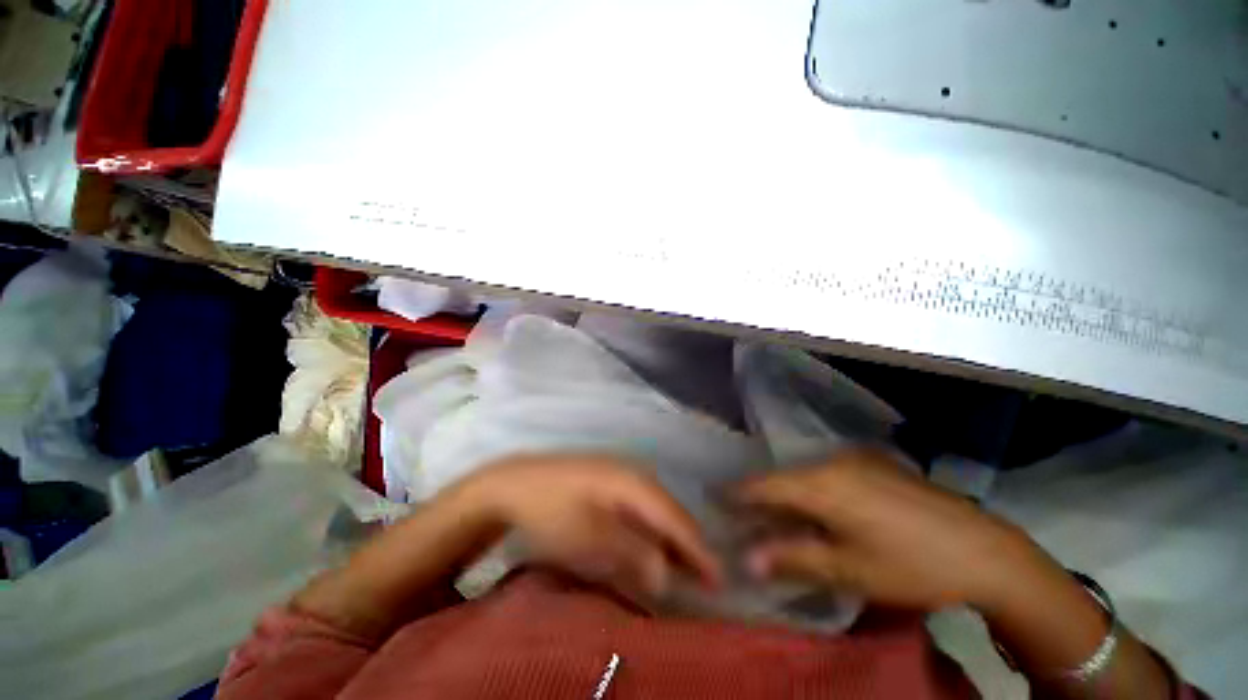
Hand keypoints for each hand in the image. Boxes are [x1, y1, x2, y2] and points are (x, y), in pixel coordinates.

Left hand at [462, 455, 721, 601]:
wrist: (514, 483)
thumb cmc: (552, 511)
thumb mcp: (591, 538)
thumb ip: (634, 553)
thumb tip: (666, 574)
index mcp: (634, 481)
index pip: (675, 517)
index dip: (698, 548)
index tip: (719, 578)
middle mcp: (634, 471)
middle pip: (669, 511)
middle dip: (688, 545)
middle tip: (706, 579)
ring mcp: (621, 472)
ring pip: (656, 508)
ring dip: (670, 537)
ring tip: (686, 567)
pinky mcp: (609, 479)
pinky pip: (640, 505)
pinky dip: (651, 527)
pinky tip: (653, 544)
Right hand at [733, 448, 1045, 611]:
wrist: (985, 549)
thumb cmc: (911, 565)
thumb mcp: (849, 570)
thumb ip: (792, 558)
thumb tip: (745, 559)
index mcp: (822, 484)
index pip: (763, 485)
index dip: (736, 493)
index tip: (713, 498)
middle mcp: (832, 462)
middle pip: (781, 477)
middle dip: (758, 495)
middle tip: (741, 513)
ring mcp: (855, 459)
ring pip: (803, 473)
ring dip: (785, 492)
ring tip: (773, 513)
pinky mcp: (873, 463)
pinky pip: (826, 471)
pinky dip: (810, 487)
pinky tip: (815, 506)